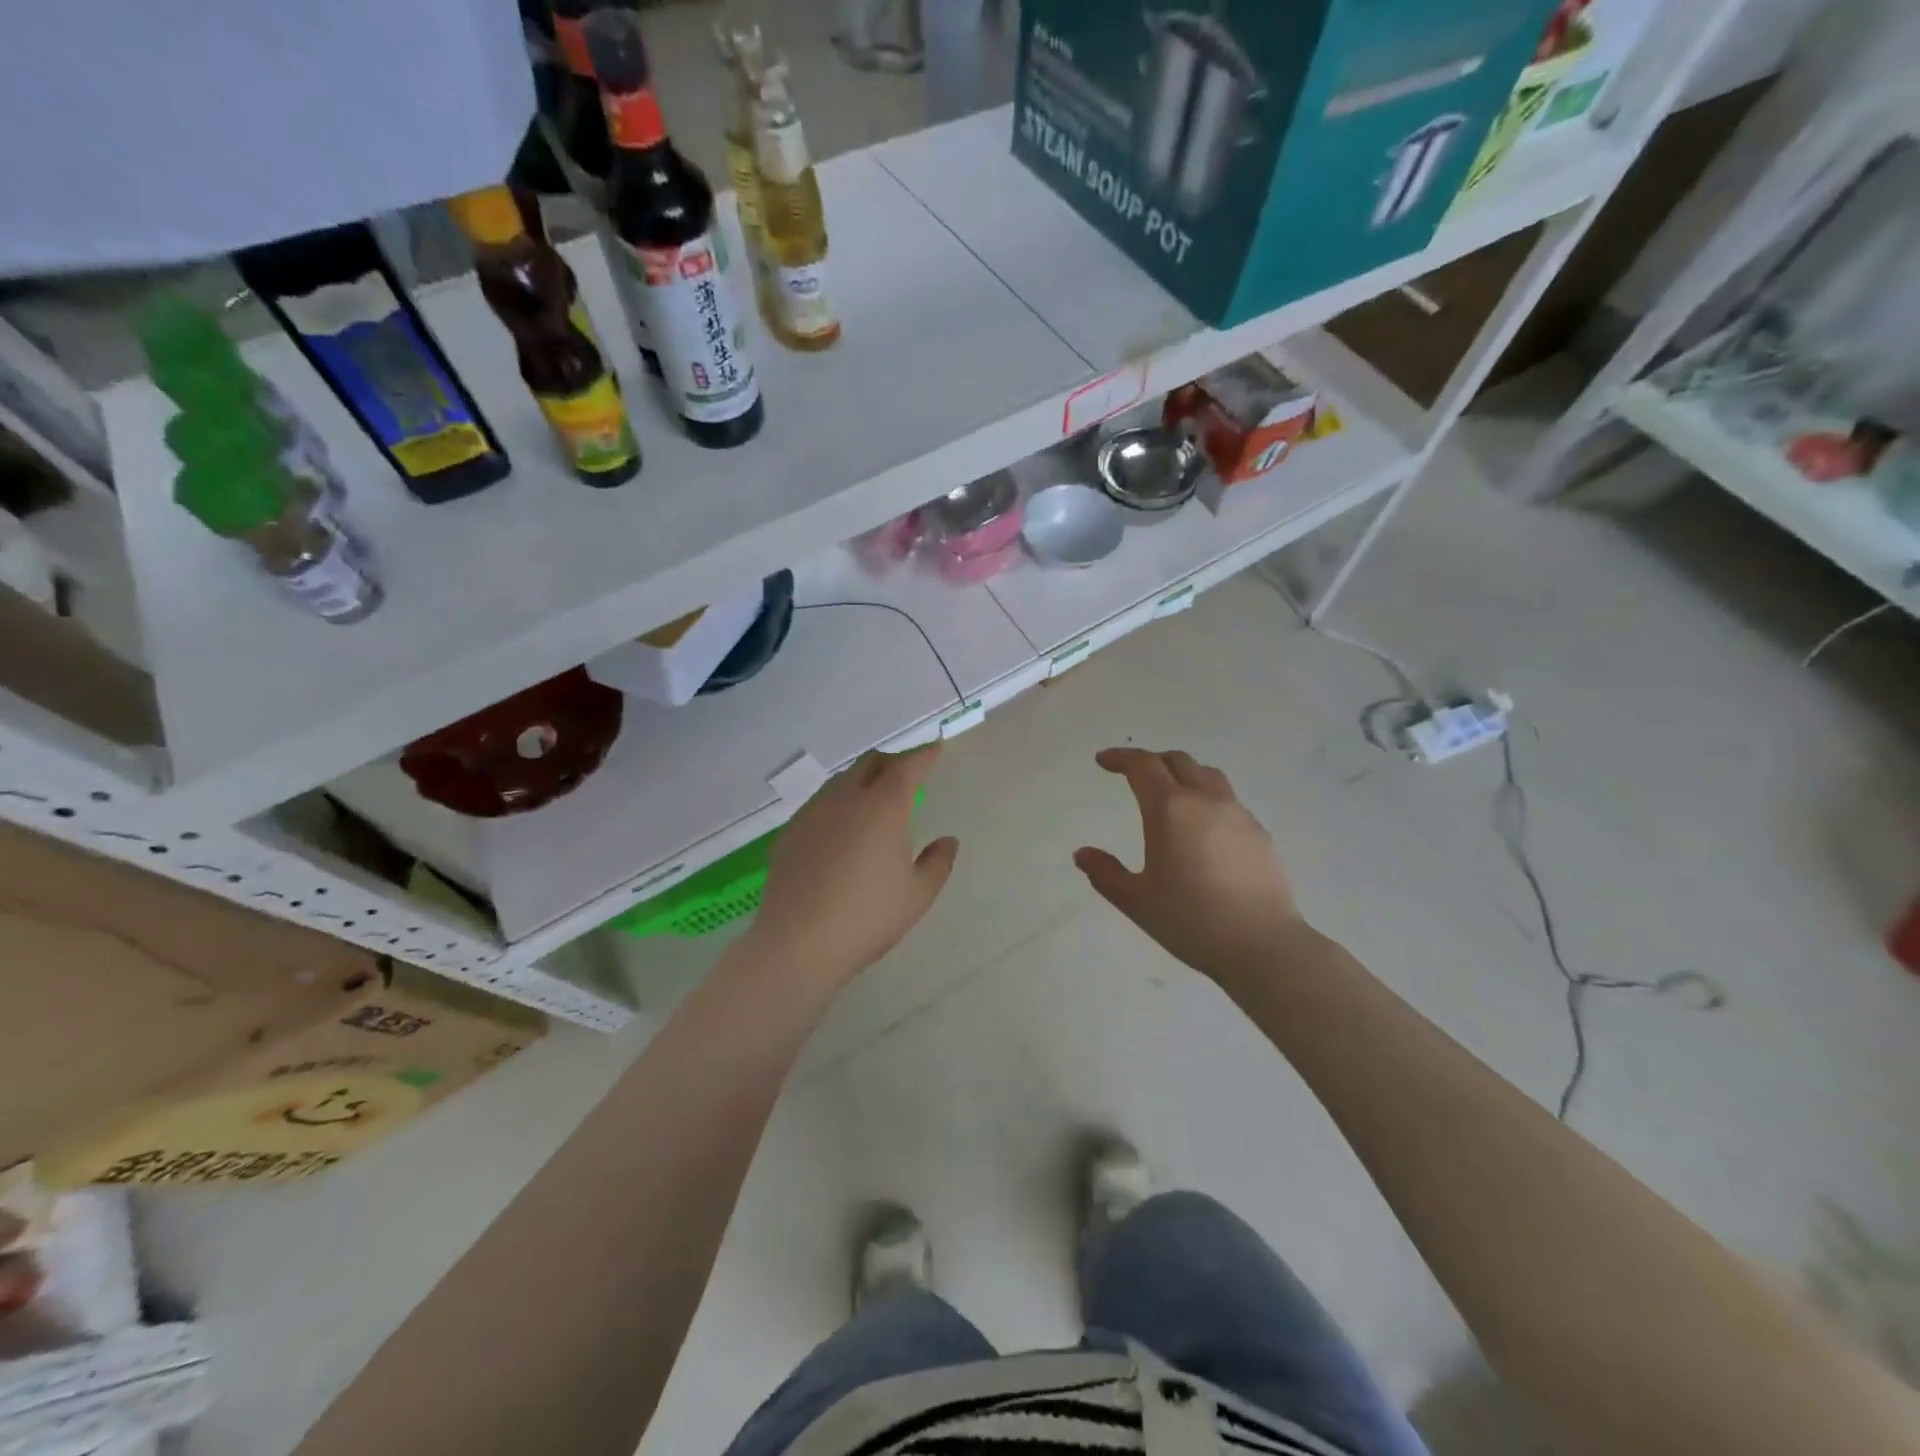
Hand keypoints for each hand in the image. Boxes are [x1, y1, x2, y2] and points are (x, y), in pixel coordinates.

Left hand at [746, 743, 957, 989]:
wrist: (797, 943)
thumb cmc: (867, 918)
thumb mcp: (917, 895)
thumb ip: (938, 863)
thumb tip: (948, 841)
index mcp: (884, 806)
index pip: (909, 766)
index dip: (925, 755)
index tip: (936, 749)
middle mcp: (847, 798)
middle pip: (872, 762)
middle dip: (893, 762)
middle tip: (907, 776)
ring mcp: (814, 812)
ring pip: (842, 780)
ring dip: (863, 780)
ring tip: (874, 801)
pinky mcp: (791, 831)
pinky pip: (821, 803)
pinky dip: (839, 804)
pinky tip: (841, 831)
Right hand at [1074, 748, 1301, 984]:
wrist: (1263, 945)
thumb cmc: (1191, 920)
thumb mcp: (1136, 901)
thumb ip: (1105, 873)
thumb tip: (1082, 854)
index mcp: (1169, 809)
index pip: (1142, 765)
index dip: (1120, 758)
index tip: (1103, 761)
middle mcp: (1205, 800)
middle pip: (1178, 761)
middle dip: (1152, 761)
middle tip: (1134, 775)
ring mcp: (1238, 814)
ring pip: (1208, 775)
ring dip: (1184, 774)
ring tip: (1172, 794)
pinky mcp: (1260, 833)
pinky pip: (1229, 801)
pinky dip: (1208, 799)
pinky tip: (1204, 830)